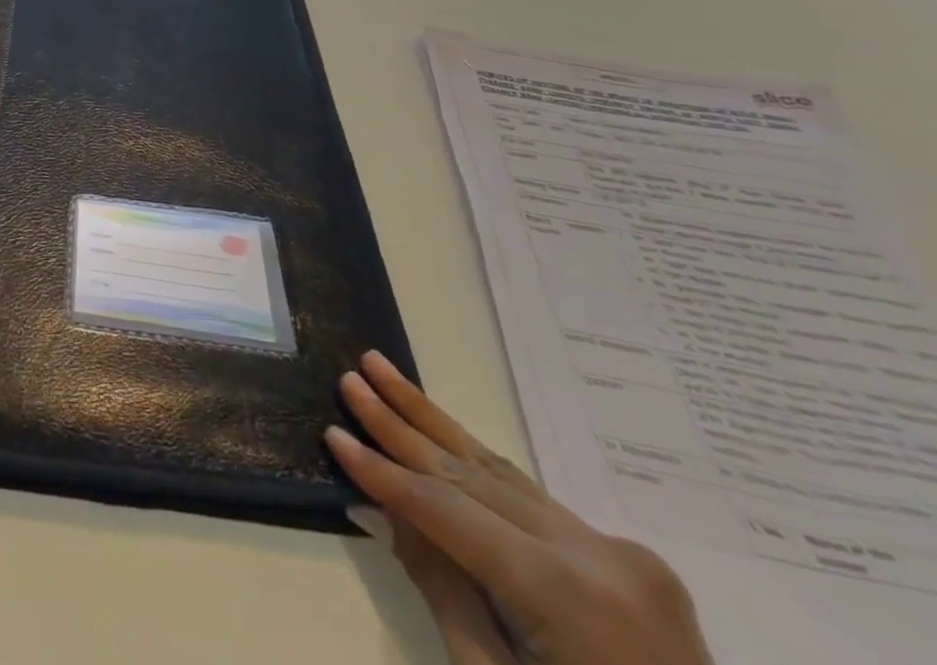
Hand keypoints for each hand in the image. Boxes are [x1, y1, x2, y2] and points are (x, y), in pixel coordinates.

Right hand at [327, 352, 712, 664]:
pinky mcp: (632, 559)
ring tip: (382, 370)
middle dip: (402, 425)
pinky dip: (479, 467)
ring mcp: (623, 553)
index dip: (383, 474)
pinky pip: (534, 502)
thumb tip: (391, 509)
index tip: (332, 434)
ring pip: (503, 473)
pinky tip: (442, 435)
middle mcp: (598, 555)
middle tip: (350, 378)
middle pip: (472, 475)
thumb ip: (444, 592)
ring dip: (435, 424)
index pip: (446, 511)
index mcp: (566, 595)